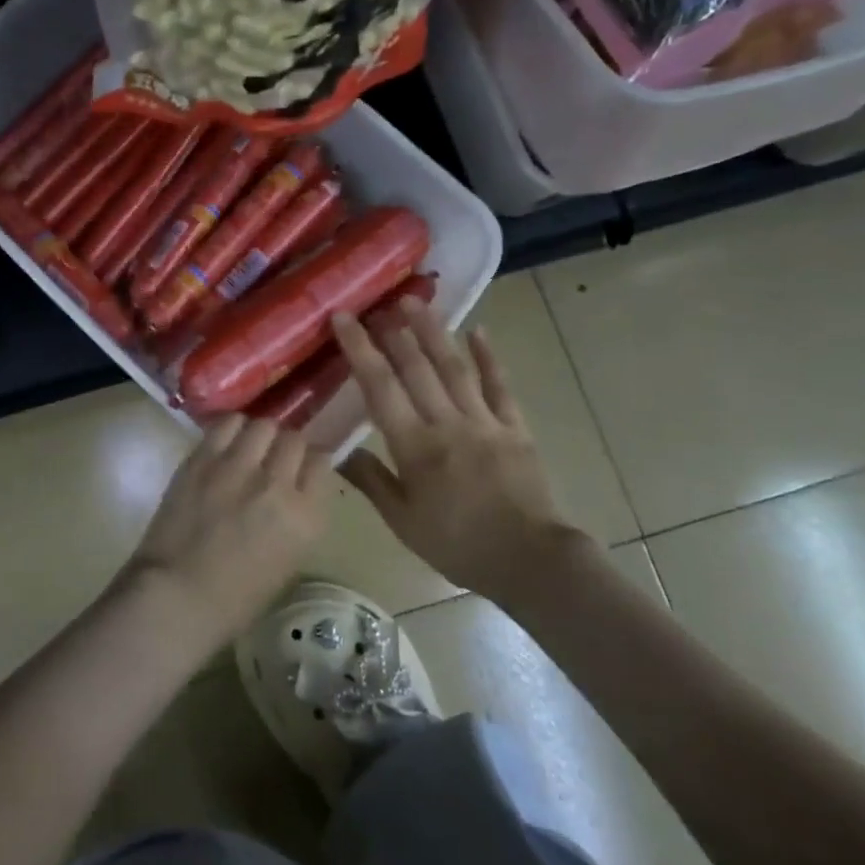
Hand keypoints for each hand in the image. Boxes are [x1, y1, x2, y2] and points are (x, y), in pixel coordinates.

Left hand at [123, 415, 332, 649]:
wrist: (176, 597)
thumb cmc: (235, 599)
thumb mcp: (286, 563)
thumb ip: (297, 520)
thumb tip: (292, 492)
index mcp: (306, 517)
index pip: (322, 462)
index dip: (311, 462)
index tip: (301, 467)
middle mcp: (278, 484)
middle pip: (294, 439)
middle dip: (287, 446)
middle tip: (273, 458)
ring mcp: (238, 467)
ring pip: (263, 425)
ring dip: (260, 434)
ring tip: (249, 447)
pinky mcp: (203, 459)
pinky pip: (227, 424)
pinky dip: (232, 428)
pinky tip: (226, 441)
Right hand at [333, 298, 588, 606]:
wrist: (530, 561)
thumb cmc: (458, 545)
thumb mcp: (402, 520)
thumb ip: (370, 480)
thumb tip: (335, 450)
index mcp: (415, 446)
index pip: (380, 387)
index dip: (360, 350)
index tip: (344, 319)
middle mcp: (448, 423)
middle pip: (417, 368)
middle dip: (394, 332)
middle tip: (377, 303)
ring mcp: (485, 422)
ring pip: (455, 368)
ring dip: (434, 332)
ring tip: (416, 303)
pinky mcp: (515, 428)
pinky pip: (500, 387)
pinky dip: (489, 358)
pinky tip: (478, 332)